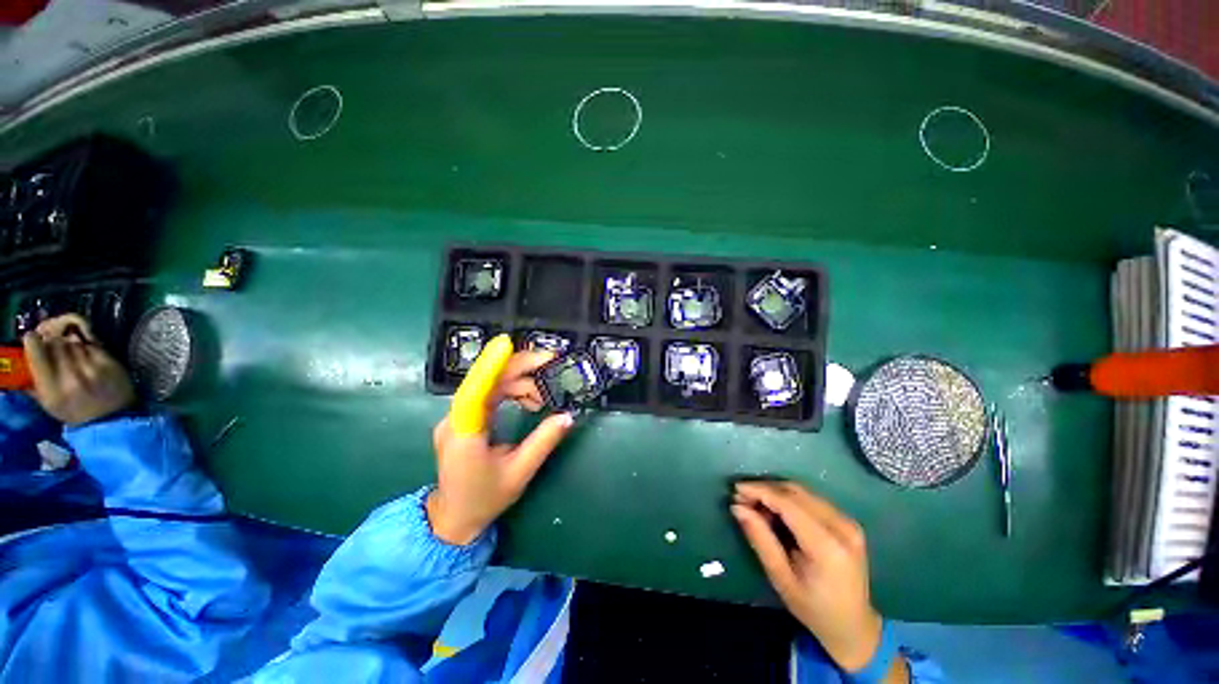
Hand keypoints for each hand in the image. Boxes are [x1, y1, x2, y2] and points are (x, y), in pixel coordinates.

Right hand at [23, 314, 134, 425]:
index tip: (33, 339)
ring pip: (74, 342)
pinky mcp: (109, 364)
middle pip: (57, 343)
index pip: (37, 352)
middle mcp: (70, 377)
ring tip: (72, 356)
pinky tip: (87, 357)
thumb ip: (34, 381)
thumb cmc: (75, 412)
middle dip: (53, 343)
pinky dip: (87, 348)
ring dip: (70, 345)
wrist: (111, 419)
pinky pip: (92, 346)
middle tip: (54, 349)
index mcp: (51, 389)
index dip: (33, 342)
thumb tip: (24, 356)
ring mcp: (92, 369)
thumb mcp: (48, 402)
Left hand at [427, 351, 574, 544]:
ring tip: (545, 395)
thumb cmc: (485, 499)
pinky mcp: (465, 418)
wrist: (454, 517)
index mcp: (465, 435)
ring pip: (491, 385)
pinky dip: (513, 391)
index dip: (490, 366)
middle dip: (521, 368)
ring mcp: (458, 417)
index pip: (475, 392)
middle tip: (552, 363)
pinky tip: (531, 400)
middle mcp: (456, 419)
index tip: (507, 343)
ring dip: (521, 382)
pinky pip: (490, 394)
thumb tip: (568, 416)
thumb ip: (544, 441)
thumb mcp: (520, 472)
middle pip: (487, 381)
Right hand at [732, 481, 902, 679]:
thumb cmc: (813, 608)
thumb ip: (760, 539)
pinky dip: (789, 498)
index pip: (788, 503)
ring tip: (754, 504)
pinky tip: (775, 510)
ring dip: (775, 492)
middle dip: (765, 489)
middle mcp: (842, 527)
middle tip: (741, 498)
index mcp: (827, 545)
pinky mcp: (847, 521)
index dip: (759, 491)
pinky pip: (811, 499)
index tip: (735, 489)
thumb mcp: (781, 578)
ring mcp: (848, 521)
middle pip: (795, 492)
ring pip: (802, 491)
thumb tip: (738, 507)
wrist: (854, 626)